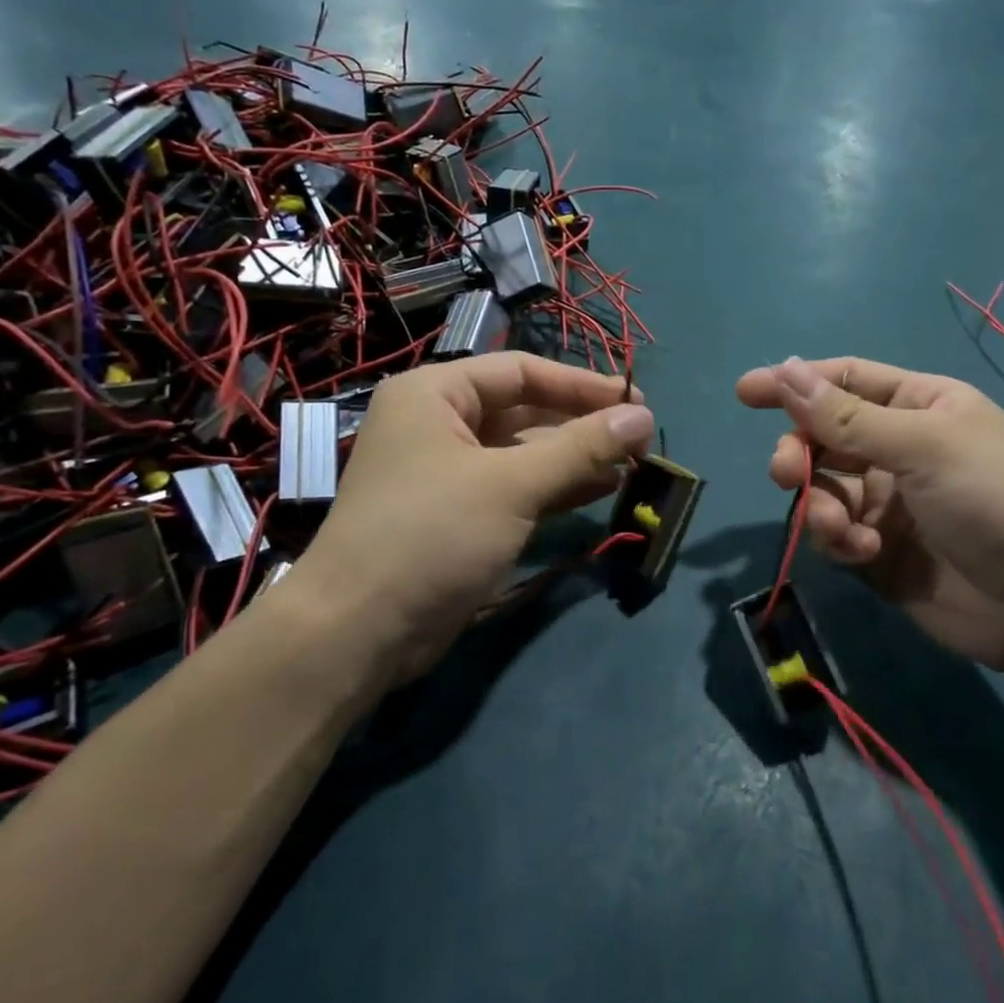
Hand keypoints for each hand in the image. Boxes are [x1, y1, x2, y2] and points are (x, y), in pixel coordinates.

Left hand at [292, 353, 652, 687]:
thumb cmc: (431, 535)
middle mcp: (439, 424)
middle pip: (525, 411)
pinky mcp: (460, 515)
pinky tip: (600, 491)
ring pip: (524, 452)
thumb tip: (644, 418)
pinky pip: (517, 488)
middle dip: (582, 424)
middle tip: (638, 439)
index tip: (635, 402)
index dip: (581, 385)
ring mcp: (449, 472)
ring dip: (576, 458)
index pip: (521, 371)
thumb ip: (581, 447)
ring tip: (631, 466)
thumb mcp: (511, 484)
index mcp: (435, 395)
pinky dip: (557, 488)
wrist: (359, 631)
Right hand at [736, 356, 1003, 672]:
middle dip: (800, 452)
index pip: (846, 381)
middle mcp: (899, 448)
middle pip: (824, 436)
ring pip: (823, 488)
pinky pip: (835, 534)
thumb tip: (783, 369)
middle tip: (786, 472)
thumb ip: (846, 416)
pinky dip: (838, 541)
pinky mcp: (879, 550)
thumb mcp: (922, 446)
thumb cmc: (993, 499)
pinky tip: (862, 553)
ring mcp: (888, 501)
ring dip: (819, 505)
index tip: (745, 392)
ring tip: (838, 527)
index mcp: (920, 406)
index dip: (796, 383)